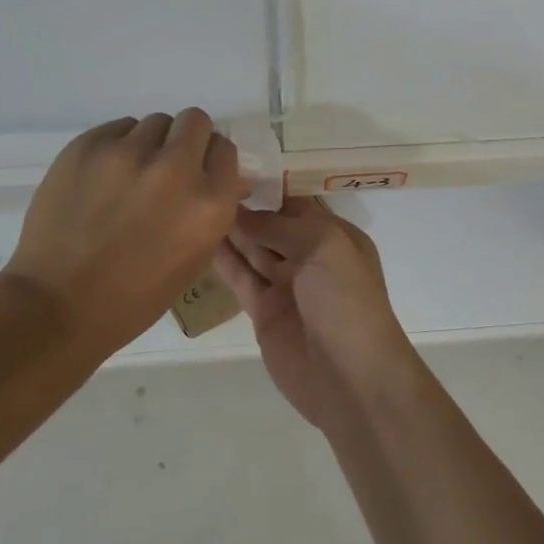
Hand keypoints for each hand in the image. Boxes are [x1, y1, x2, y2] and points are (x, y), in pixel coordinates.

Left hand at [6, 110, 242, 354]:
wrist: (57, 305)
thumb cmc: (135, 296)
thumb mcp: (195, 258)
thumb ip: (212, 209)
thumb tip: (222, 176)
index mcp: (210, 203)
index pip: (224, 149)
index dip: (210, 160)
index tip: (195, 173)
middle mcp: (176, 168)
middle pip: (194, 121)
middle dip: (185, 140)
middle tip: (166, 166)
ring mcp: (129, 153)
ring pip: (153, 123)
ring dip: (150, 144)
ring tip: (128, 176)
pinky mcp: (88, 145)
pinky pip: (117, 129)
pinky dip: (116, 147)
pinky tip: (101, 180)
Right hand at [212, 197, 418, 428]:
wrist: (351, 377)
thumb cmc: (346, 300)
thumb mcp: (323, 246)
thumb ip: (279, 226)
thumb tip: (242, 211)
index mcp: (335, 236)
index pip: (296, 202)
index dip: (268, 187)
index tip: (231, 166)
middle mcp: (311, 256)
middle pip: (271, 225)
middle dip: (244, 206)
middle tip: (201, 182)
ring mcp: (286, 285)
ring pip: (252, 249)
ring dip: (229, 229)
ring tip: (192, 203)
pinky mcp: (263, 312)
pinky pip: (240, 278)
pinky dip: (222, 260)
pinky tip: (196, 239)